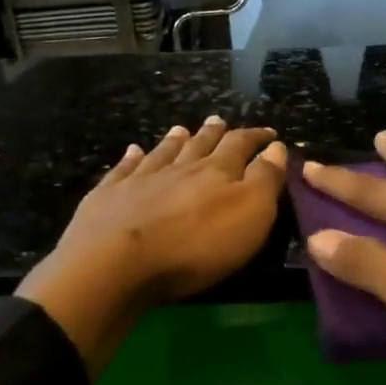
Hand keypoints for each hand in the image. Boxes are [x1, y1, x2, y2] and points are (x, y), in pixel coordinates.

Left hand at [18, 118, 287, 375]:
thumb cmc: (195, 245)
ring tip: (181, 129)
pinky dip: (131, 158)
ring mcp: (141, 179)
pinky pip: (124, 169)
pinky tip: (133, 151)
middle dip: (214, 133)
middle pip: (200, 144)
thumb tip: (276, 147)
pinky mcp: (109, 196)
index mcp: (217, 171)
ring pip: (163, 152)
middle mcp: (180, 167)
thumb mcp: (249, 215)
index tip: (268, 134)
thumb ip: (265, 179)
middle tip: (220, 121)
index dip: (256, 137)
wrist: (116, 263)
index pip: (241, 145)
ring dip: (175, 140)